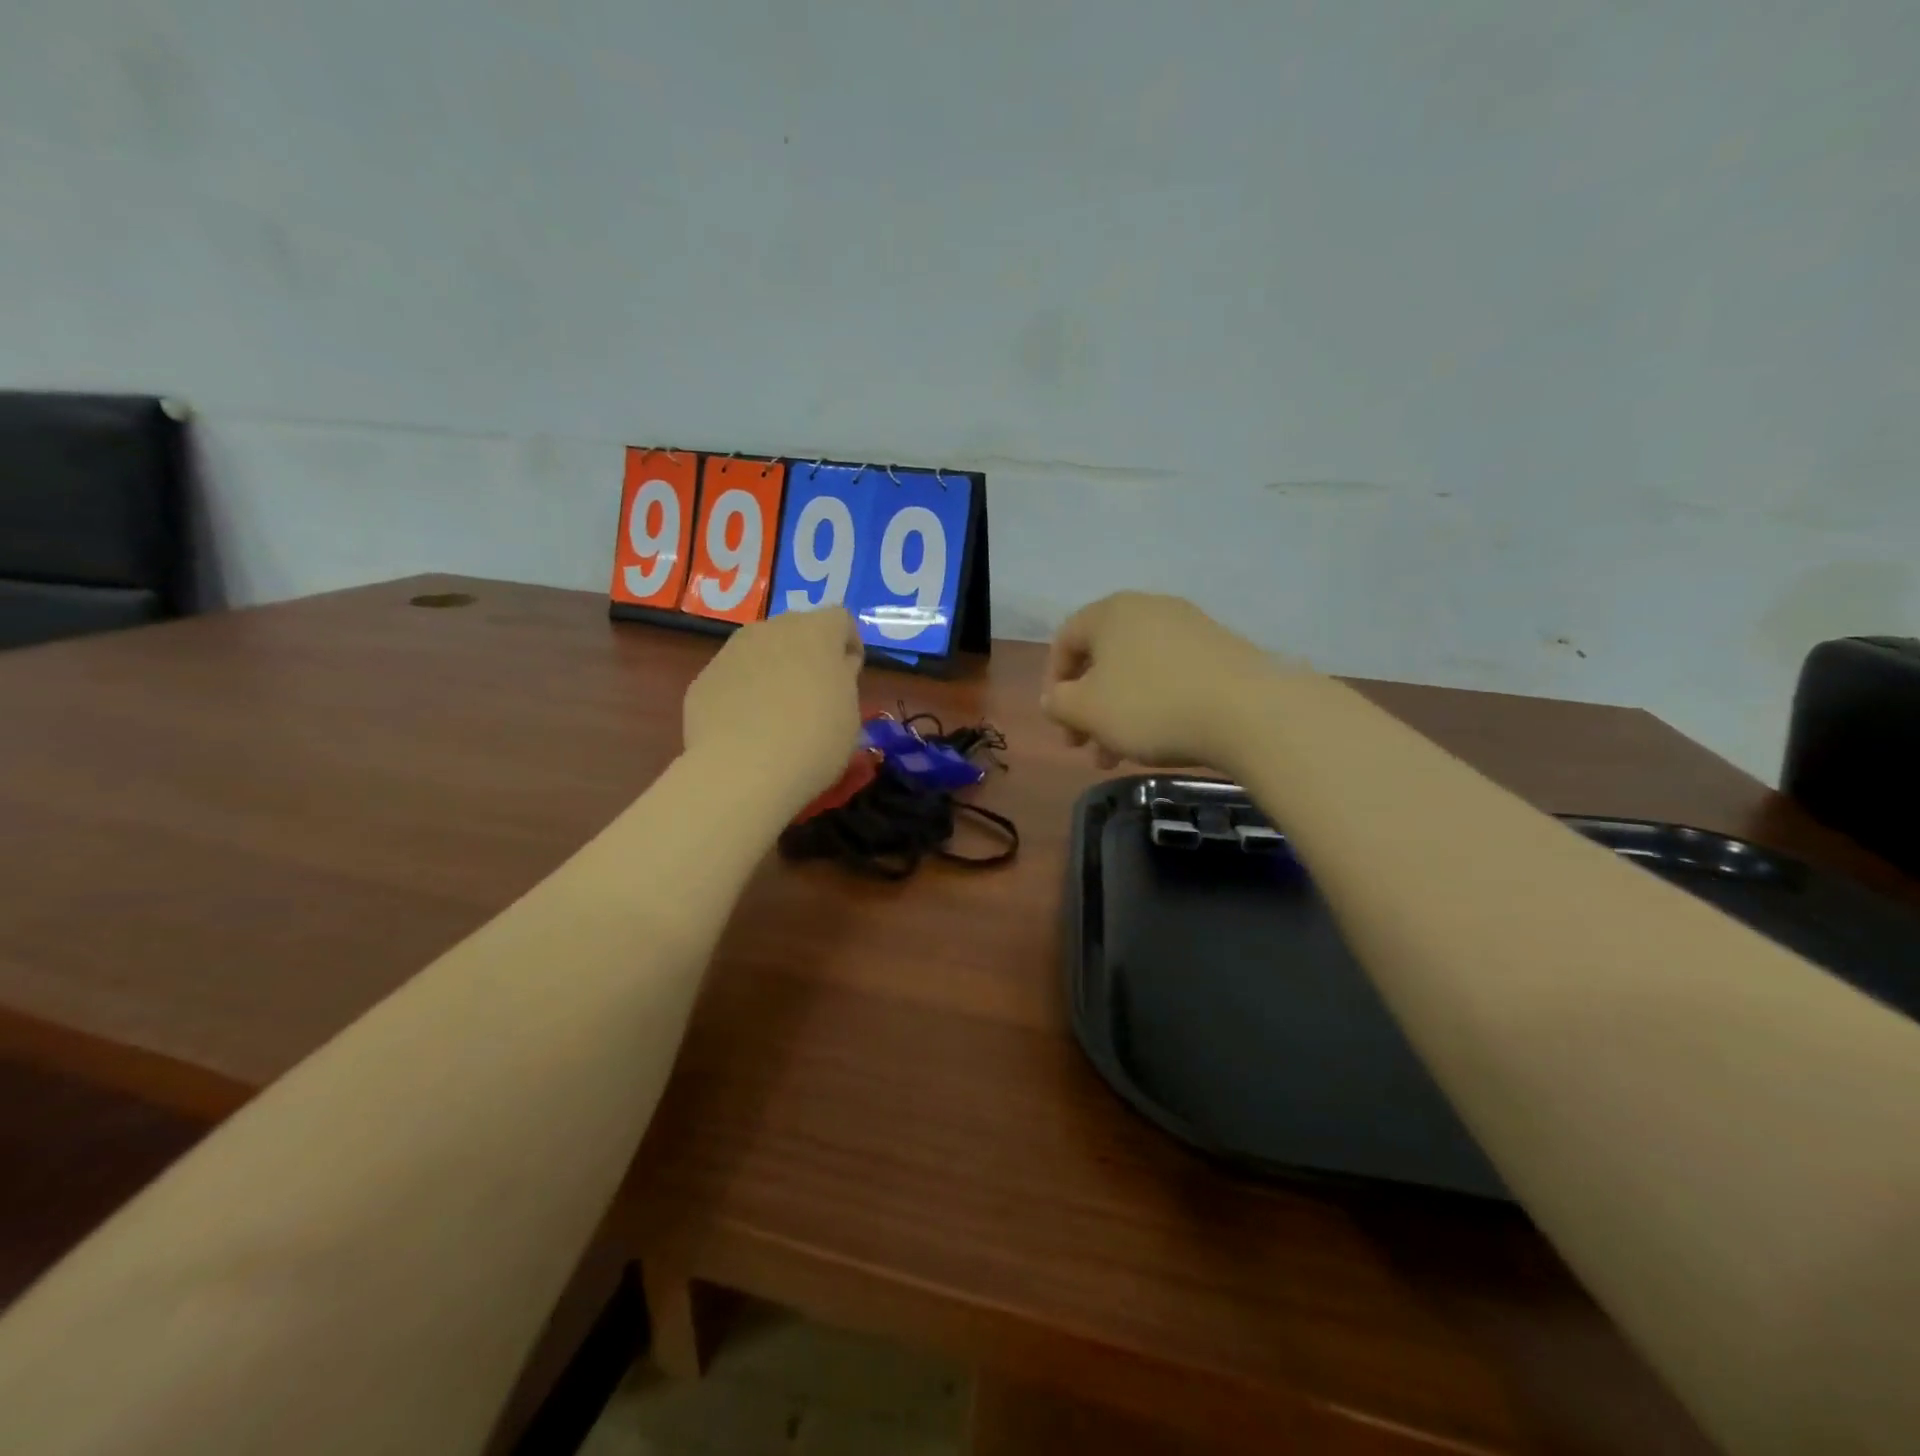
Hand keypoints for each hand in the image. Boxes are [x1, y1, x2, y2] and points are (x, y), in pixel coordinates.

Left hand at [683, 608, 863, 809]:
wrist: (743, 770)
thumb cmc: (814, 740)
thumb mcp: (850, 713)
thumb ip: (843, 680)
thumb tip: (834, 669)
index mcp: (816, 632)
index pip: (841, 619)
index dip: (849, 644)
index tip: (851, 675)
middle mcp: (771, 629)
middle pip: (796, 630)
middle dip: (808, 654)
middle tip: (815, 692)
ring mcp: (731, 651)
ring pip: (760, 651)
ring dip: (773, 670)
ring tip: (777, 713)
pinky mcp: (703, 678)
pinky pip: (732, 678)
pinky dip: (742, 694)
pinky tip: (746, 729)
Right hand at [1042, 592, 1300, 770]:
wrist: (1249, 712)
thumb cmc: (1151, 706)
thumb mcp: (1087, 710)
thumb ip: (1058, 702)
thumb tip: (1054, 698)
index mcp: (1111, 612)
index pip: (1065, 640)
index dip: (1053, 683)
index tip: (1059, 722)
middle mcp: (1149, 609)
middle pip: (1103, 659)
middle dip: (1088, 707)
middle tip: (1085, 747)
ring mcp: (1190, 627)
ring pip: (1137, 673)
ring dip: (1119, 714)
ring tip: (1120, 757)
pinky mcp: (1222, 651)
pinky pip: (1171, 676)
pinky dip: (1155, 706)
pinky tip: (1161, 740)